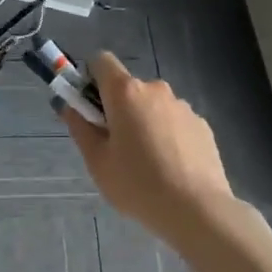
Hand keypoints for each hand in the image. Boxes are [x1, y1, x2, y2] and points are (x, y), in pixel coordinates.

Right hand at [63, 52, 233, 234]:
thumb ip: (80, 127)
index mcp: (126, 92)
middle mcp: (156, 89)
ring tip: (146, 163)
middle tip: (114, 146)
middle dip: (117, 108)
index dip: (89, 78)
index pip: (101, 61)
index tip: (88, 107)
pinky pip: (174, 122)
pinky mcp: (202, 125)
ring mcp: (183, 106)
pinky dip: (167, 136)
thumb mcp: (97, 161)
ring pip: (153, 106)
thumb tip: (68, 106)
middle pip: (128, 88)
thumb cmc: (137, 184)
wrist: (197, 210)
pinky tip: (170, 169)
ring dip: (144, 122)